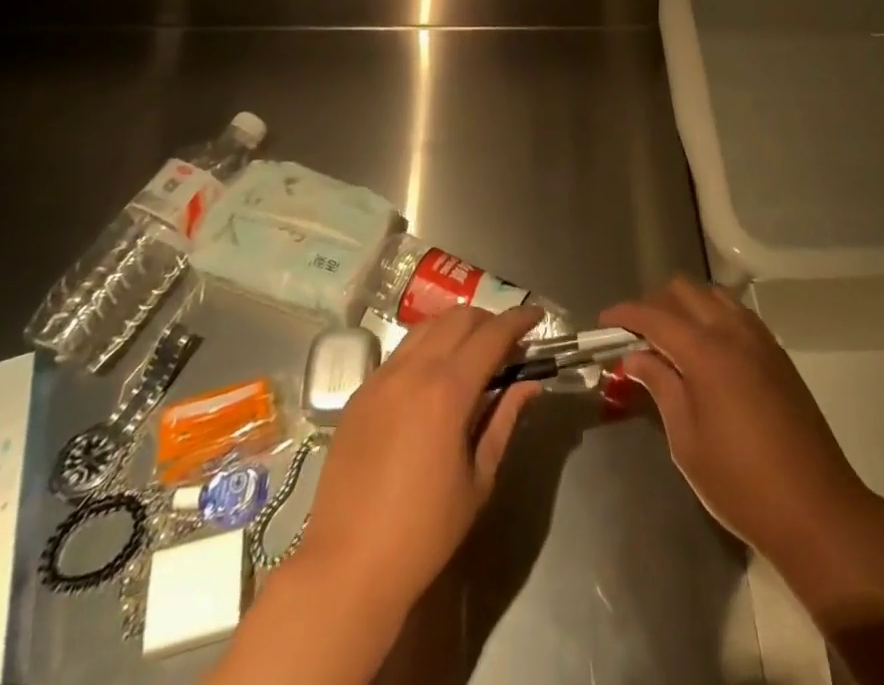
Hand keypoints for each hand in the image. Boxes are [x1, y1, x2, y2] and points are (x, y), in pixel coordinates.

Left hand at [299, 305, 541, 613]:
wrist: (346, 567)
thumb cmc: (423, 532)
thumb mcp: (478, 479)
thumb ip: (504, 420)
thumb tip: (530, 383)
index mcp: (447, 391)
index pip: (492, 334)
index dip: (518, 320)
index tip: (537, 316)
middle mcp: (412, 370)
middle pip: (458, 318)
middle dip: (489, 319)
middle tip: (508, 341)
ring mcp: (381, 378)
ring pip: (427, 327)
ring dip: (456, 328)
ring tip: (473, 352)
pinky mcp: (359, 393)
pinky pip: (401, 352)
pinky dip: (427, 348)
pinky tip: (434, 378)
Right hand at [601, 277, 872, 569]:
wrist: (816, 507)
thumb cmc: (740, 483)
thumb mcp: (686, 440)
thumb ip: (661, 386)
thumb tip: (635, 357)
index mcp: (706, 351)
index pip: (654, 315)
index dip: (625, 313)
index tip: (603, 321)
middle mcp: (733, 331)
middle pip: (684, 290)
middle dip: (653, 303)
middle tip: (634, 334)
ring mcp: (759, 338)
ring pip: (712, 294)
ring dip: (685, 305)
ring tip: (668, 339)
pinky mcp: (776, 352)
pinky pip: (736, 312)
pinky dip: (711, 315)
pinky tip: (705, 349)